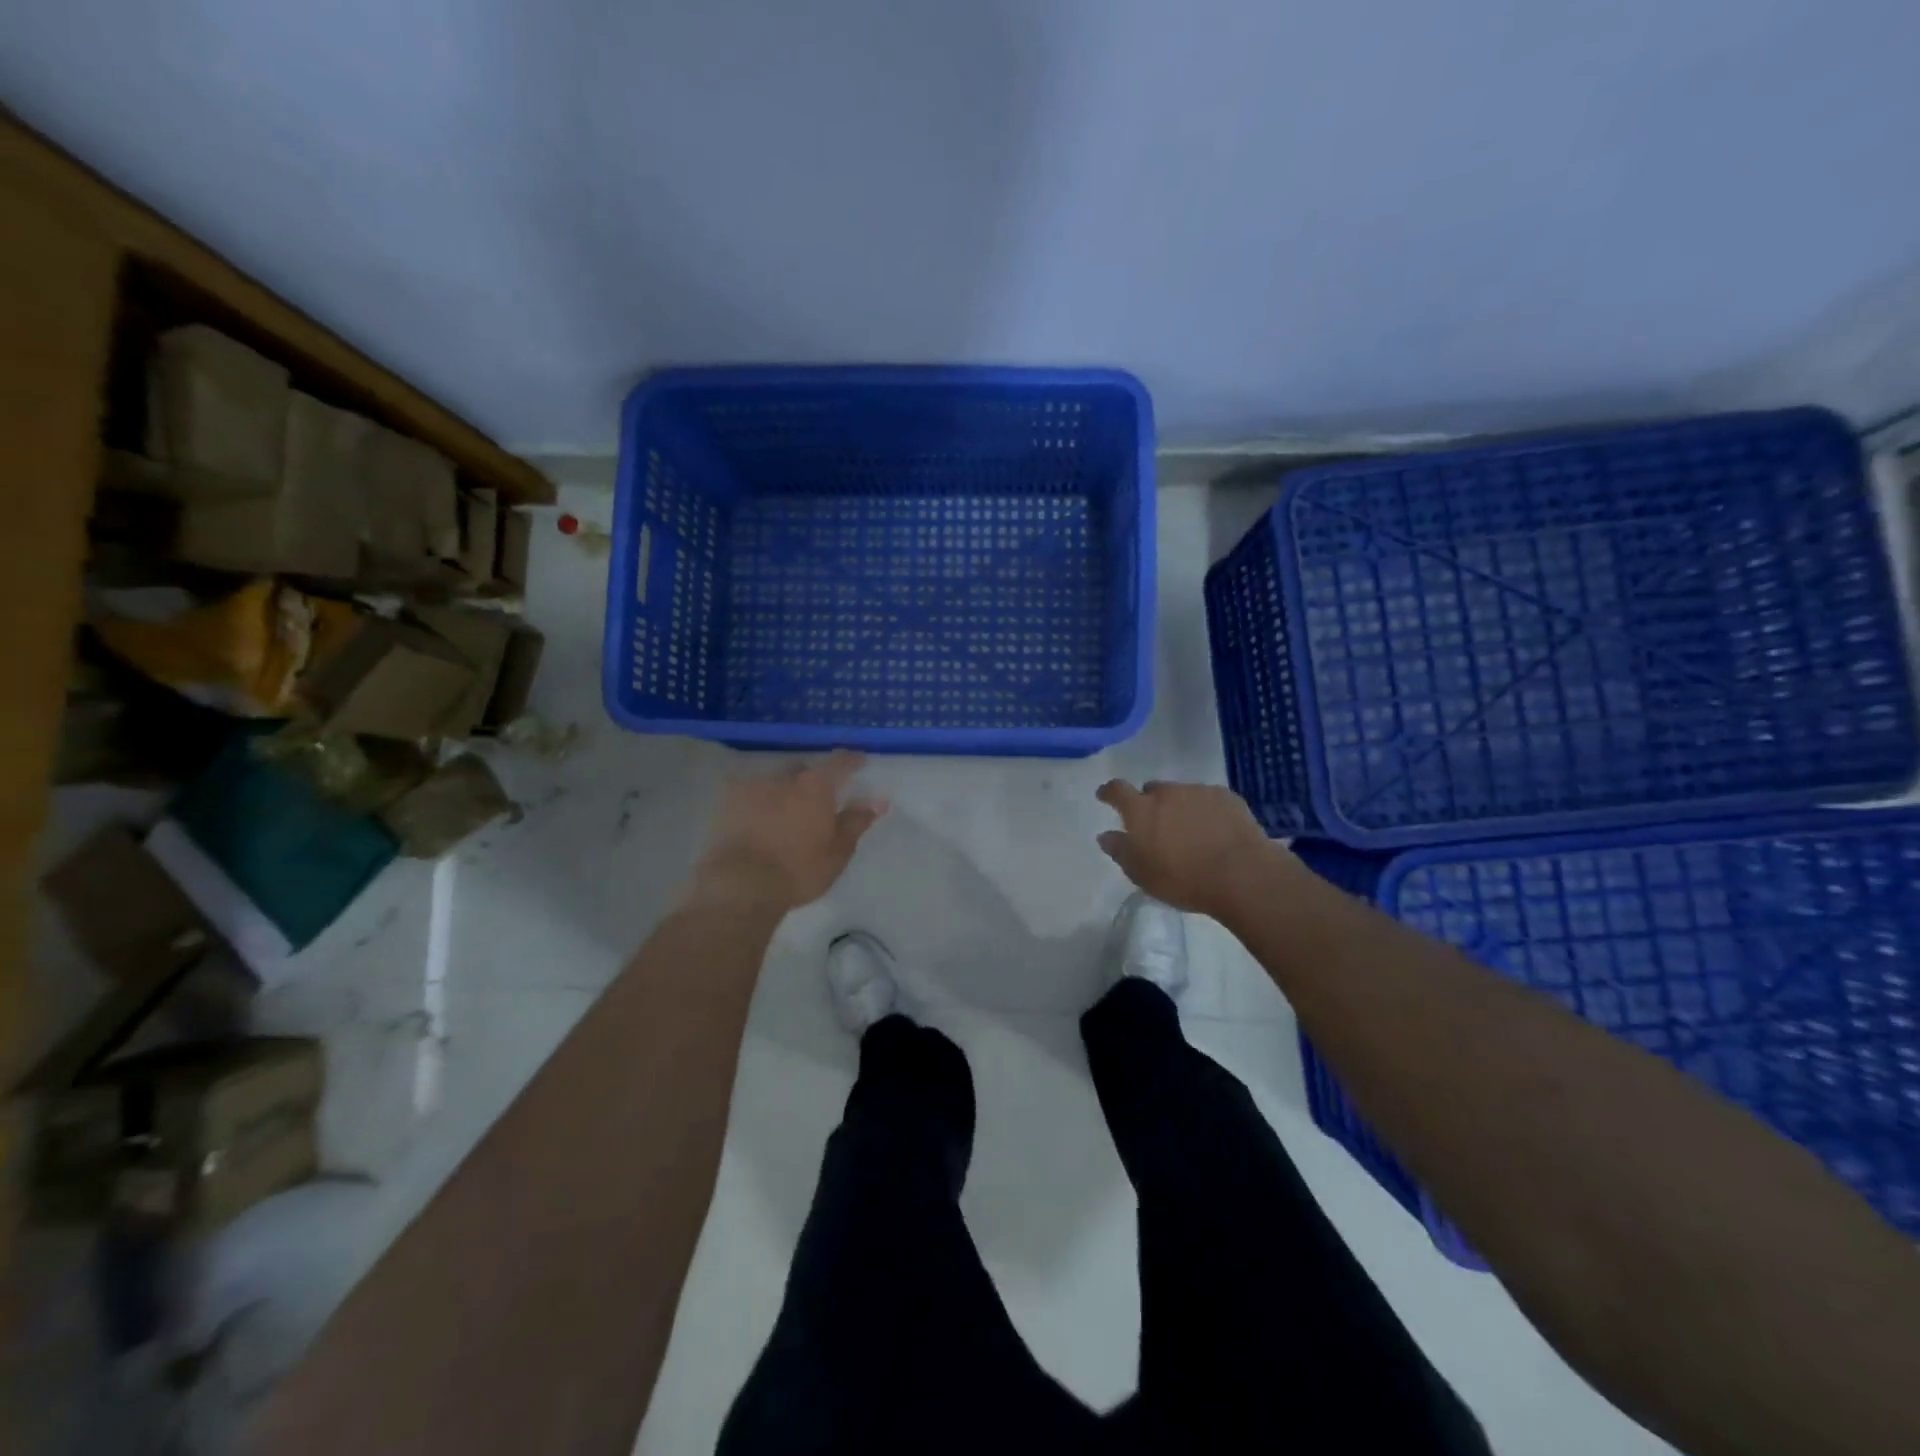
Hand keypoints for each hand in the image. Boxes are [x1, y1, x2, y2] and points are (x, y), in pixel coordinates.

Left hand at [688, 751, 888, 913]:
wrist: (740, 884)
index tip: (859, 763)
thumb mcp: (837, 852)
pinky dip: (755, 800)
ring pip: (774, 779)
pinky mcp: (726, 800)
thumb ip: (856, 822)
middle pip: (804, 770)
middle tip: (815, 801)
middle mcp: (785, 777)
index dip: (851, 760)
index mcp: (816, 786)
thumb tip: (878, 800)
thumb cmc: (798, 870)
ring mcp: (752, 785)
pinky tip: (754, 816)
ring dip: (782, 790)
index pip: (840, 762)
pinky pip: (747, 791)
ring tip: (782, 812)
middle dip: (812, 780)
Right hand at [1094, 779, 1297, 920]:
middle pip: (1152, 790)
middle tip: (1157, 826)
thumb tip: (1105, 835)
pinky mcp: (1226, 797)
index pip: (1117, 790)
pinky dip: (1205, 810)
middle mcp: (1167, 793)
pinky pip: (1208, 799)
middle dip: (1150, 804)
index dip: (1109, 792)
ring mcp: (1198, 792)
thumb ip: (1120, 851)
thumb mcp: (1142, 874)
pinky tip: (1214, 831)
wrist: (1241, 874)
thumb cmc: (1183, 879)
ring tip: (1189, 832)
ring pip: (1181, 794)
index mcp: (1141, 810)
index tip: (1104, 796)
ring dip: (1179, 807)